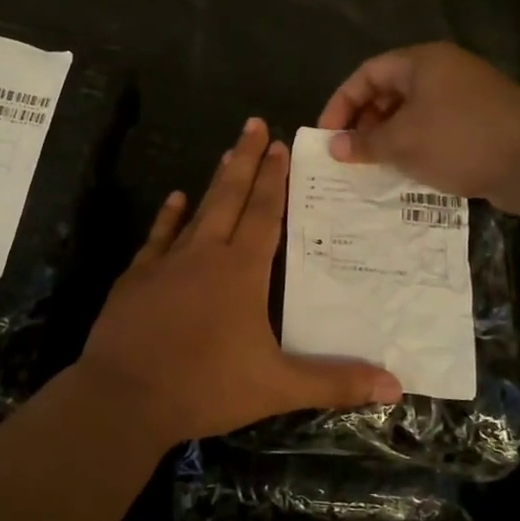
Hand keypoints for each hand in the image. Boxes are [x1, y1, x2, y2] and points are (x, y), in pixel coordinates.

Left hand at [78, 119, 402, 450]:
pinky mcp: (136, 278)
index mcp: (241, 272)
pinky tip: (174, 200)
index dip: (273, 180)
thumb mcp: (276, 388)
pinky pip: (158, 237)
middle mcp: (204, 255)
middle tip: (253, 124)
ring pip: (197, 211)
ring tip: (226, 153)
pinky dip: (168, 217)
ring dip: (214, 183)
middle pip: (230, 197)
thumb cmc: (205, 386)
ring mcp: (166, 263)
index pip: (264, 214)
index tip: (279, 144)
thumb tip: (395, 386)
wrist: (124, 396)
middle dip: (245, 160)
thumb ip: (334, 382)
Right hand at [318, 42, 519, 201]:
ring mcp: (466, 95)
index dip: (341, 102)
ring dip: (389, 136)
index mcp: (422, 62)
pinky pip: (435, 127)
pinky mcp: (481, 121)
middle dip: (365, 121)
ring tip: (374, 164)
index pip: (367, 73)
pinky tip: (408, 169)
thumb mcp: (403, 142)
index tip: (327, 134)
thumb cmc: (459, 139)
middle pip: (390, 90)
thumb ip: (365, 143)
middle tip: (350, 151)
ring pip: (413, 111)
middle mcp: (443, 71)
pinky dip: (416, 144)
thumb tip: (334, 147)